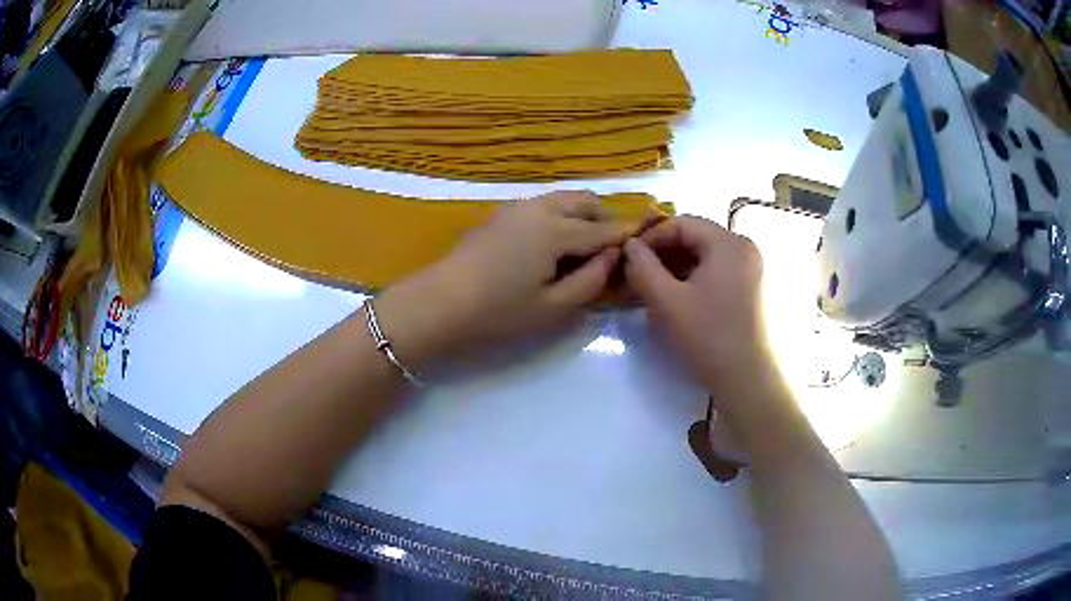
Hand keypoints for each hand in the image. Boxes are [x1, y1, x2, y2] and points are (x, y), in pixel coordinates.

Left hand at [376, 191, 639, 366]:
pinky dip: (559, 217)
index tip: (655, 228)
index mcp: (556, 230)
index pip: (604, 229)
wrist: (438, 303)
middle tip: (608, 252)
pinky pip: (543, 206)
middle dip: (604, 219)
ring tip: (581, 250)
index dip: (631, 232)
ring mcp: (517, 208)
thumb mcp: (553, 308)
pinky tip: (549, 246)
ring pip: (563, 200)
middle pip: (585, 201)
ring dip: (581, 216)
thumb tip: (614, 257)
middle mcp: (540, 208)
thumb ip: (591, 280)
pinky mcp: (501, 214)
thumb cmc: (498, 312)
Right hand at [623, 216, 776, 406]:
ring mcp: (753, 269)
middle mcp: (746, 248)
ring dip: (678, 266)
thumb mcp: (667, 302)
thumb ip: (643, 267)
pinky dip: (696, 278)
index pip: (682, 223)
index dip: (651, 236)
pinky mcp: (754, 289)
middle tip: (639, 273)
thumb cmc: (709, 337)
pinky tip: (679, 298)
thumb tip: (630, 245)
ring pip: (707, 256)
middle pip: (697, 237)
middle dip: (664, 252)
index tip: (629, 257)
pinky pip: (719, 271)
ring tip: (655, 287)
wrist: (750, 380)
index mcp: (729, 243)